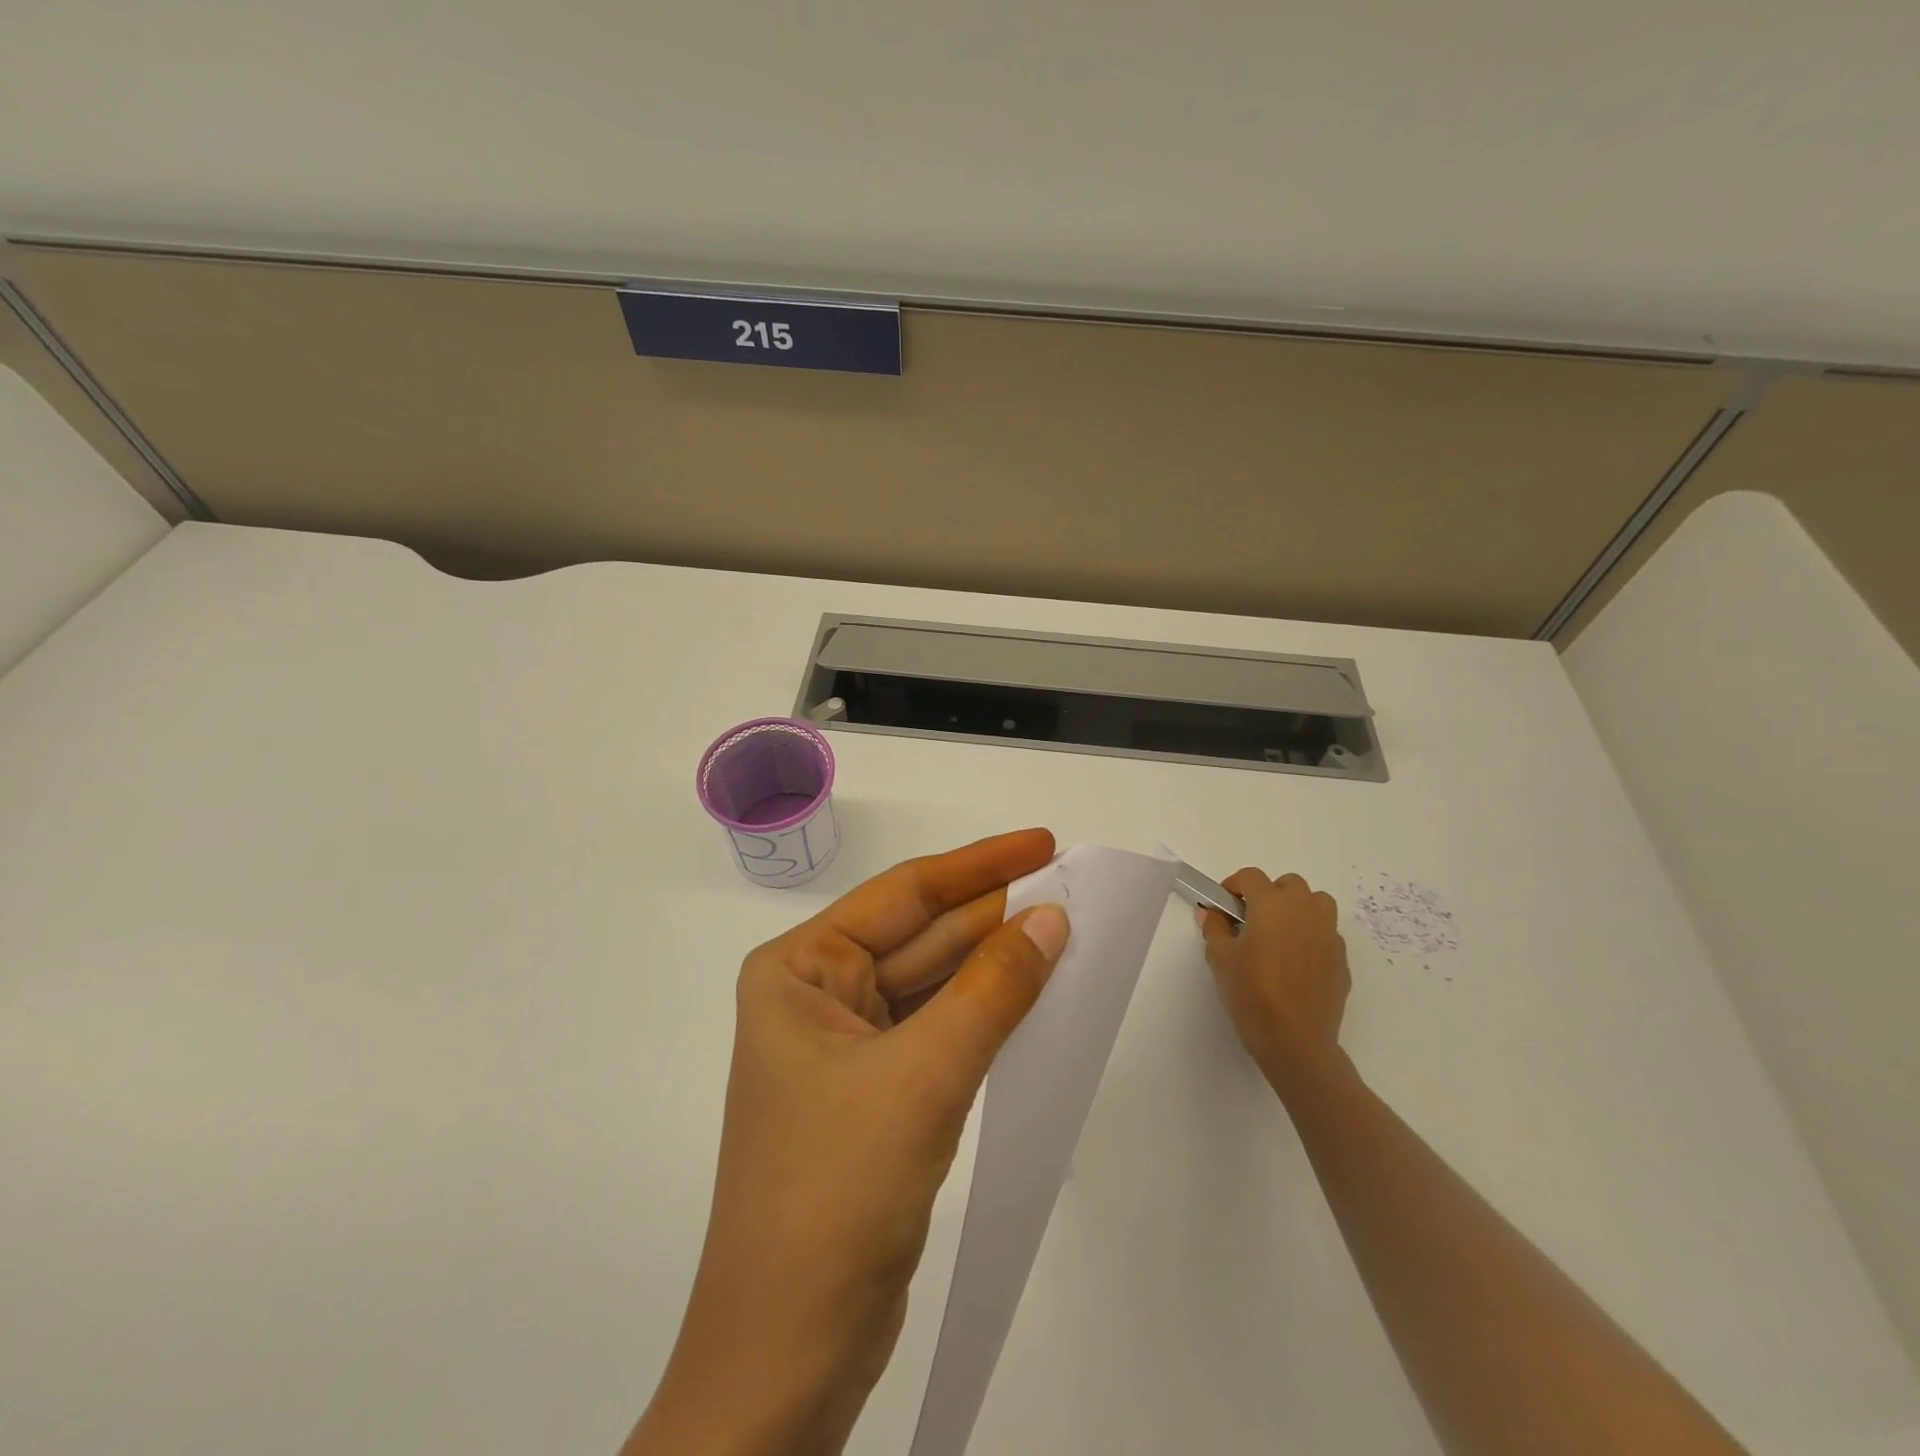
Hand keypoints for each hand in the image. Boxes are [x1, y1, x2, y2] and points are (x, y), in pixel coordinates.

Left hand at [628, 829, 1070, 1455]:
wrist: (790, 1351)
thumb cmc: (836, 1191)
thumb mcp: (923, 1076)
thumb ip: (992, 991)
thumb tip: (1051, 919)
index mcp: (800, 968)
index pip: (904, 895)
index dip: (979, 865)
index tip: (1042, 842)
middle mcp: (818, 994)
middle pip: (922, 936)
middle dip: (994, 914)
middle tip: (1071, 887)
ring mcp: (847, 1045)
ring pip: (935, 984)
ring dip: (995, 962)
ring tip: (1064, 930)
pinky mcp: (876, 1091)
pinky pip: (939, 1028)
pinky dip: (985, 1011)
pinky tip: (1031, 992)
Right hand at [1195, 869, 1350, 1096]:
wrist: (1295, 1041)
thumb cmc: (1251, 994)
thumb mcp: (1220, 958)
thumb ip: (1215, 928)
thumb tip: (1211, 913)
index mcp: (1272, 905)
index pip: (1251, 876)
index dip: (1234, 885)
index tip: (1224, 904)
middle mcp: (1304, 911)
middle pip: (1289, 884)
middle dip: (1270, 894)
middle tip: (1253, 919)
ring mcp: (1328, 934)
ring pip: (1317, 903)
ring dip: (1299, 908)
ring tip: (1281, 933)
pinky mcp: (1341, 959)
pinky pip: (1326, 934)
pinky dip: (1312, 936)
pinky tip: (1297, 963)